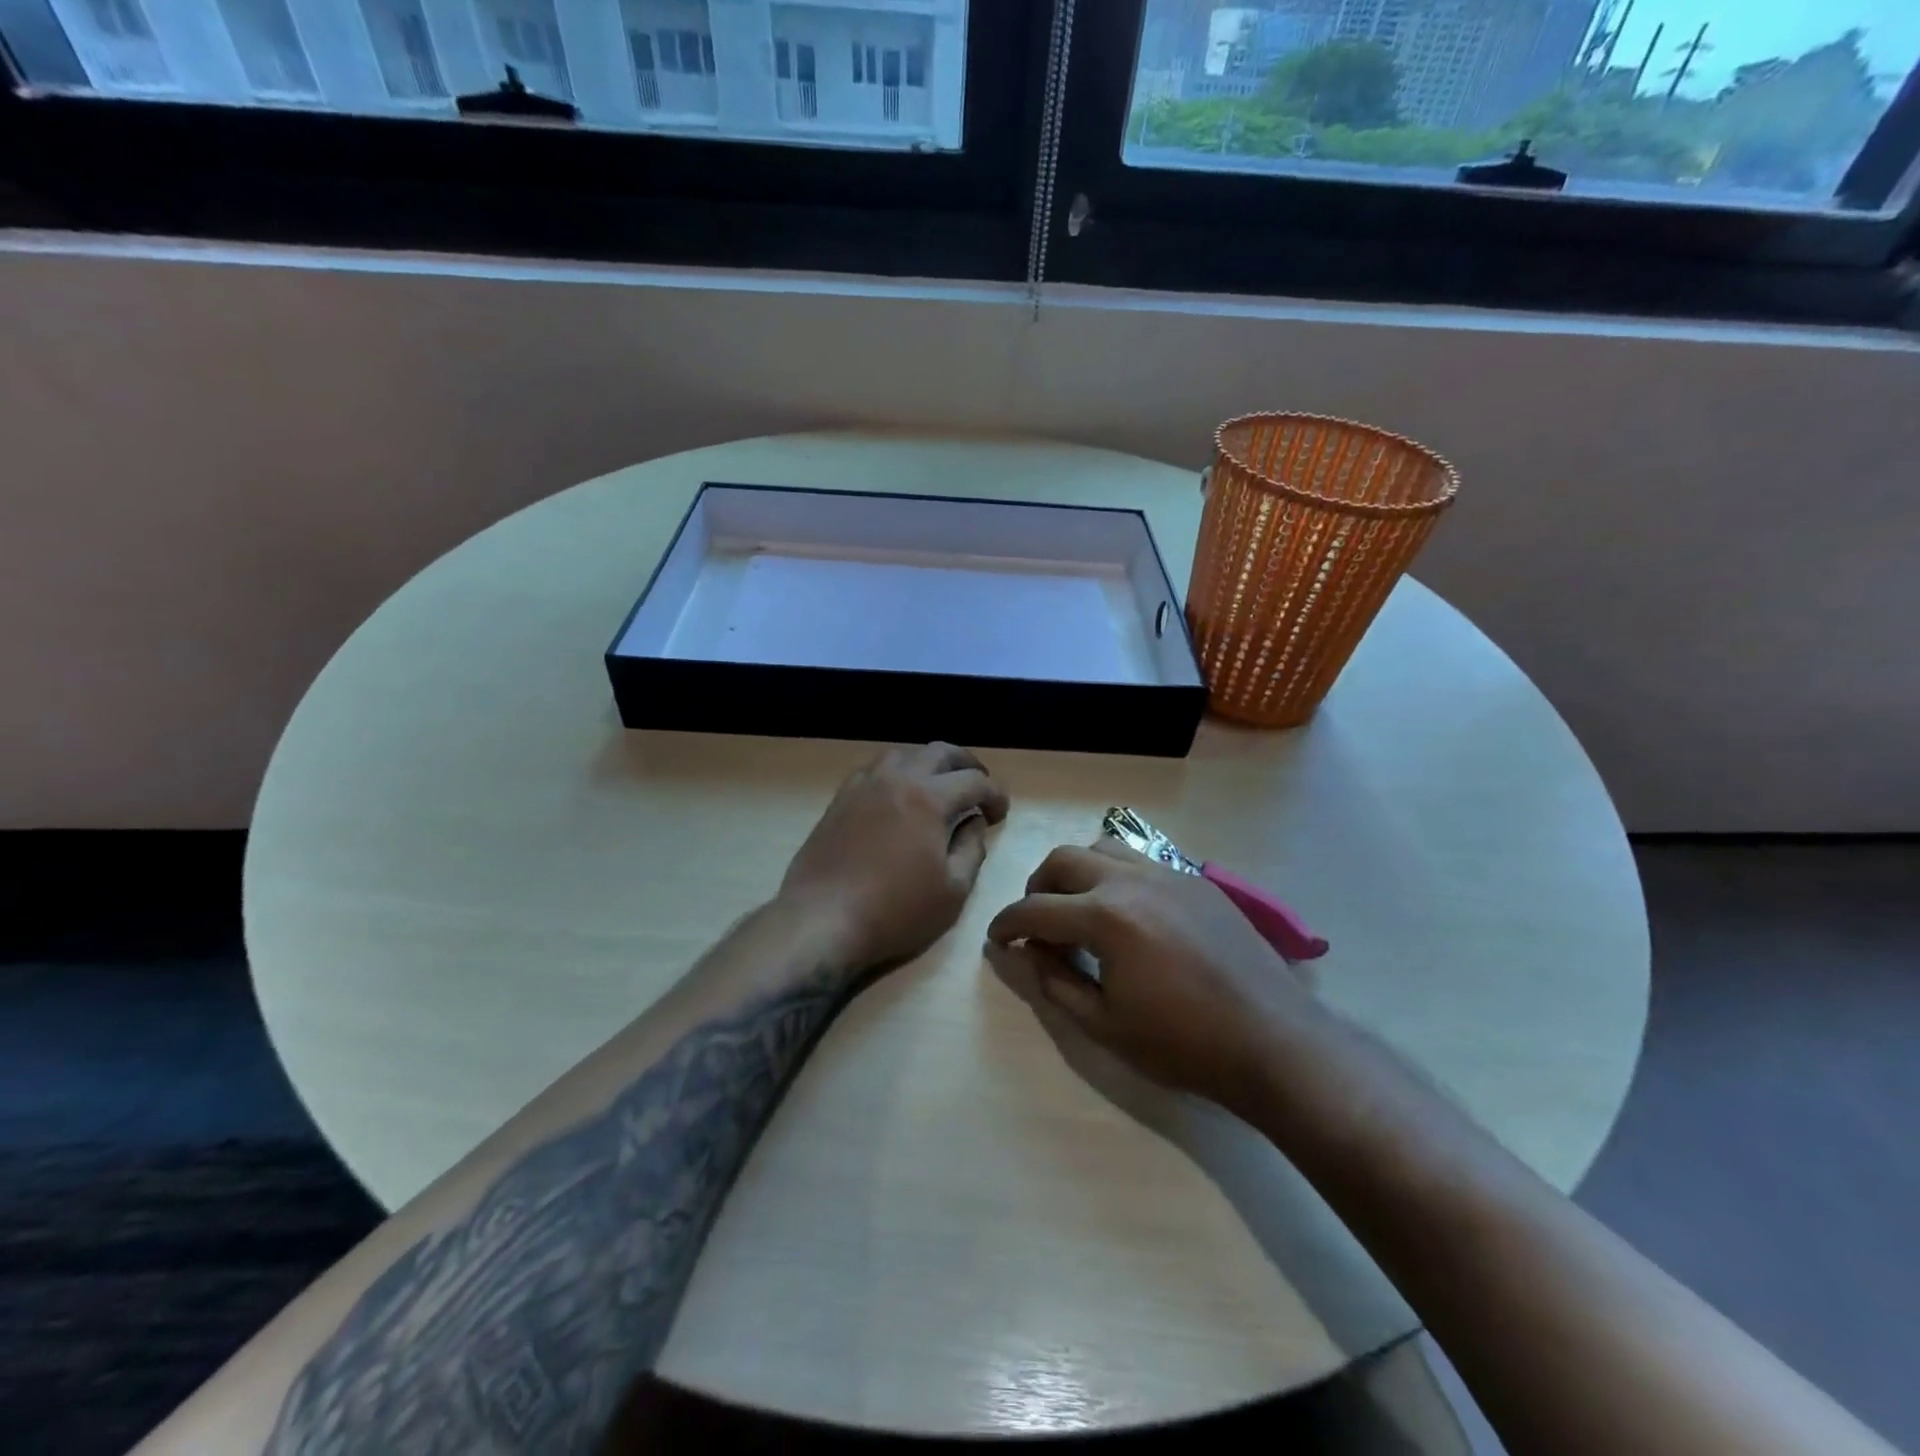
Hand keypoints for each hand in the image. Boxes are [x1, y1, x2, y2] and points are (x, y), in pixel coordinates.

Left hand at [781, 743, 1009, 974]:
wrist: (822, 919)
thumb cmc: (895, 911)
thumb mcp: (952, 891)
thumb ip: (971, 849)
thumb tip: (974, 822)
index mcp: (928, 798)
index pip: (974, 781)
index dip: (995, 794)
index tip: (1001, 812)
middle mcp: (896, 778)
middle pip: (939, 752)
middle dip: (967, 764)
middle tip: (978, 787)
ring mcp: (863, 785)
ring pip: (903, 753)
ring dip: (929, 763)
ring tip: (939, 785)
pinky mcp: (840, 799)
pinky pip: (874, 769)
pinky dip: (897, 772)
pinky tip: (898, 795)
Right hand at [987, 840, 1318, 1112]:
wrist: (1271, 1041)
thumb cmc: (1182, 1043)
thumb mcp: (1104, 1025)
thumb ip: (1056, 983)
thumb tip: (1029, 954)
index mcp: (1105, 917)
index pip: (1036, 909)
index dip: (1008, 924)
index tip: (997, 939)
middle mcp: (1131, 880)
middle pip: (1064, 860)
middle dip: (1038, 887)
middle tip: (1036, 922)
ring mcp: (1168, 874)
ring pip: (1103, 848)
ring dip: (1077, 872)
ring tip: (1078, 908)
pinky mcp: (1196, 881)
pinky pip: (1142, 860)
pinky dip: (1116, 876)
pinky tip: (1127, 913)